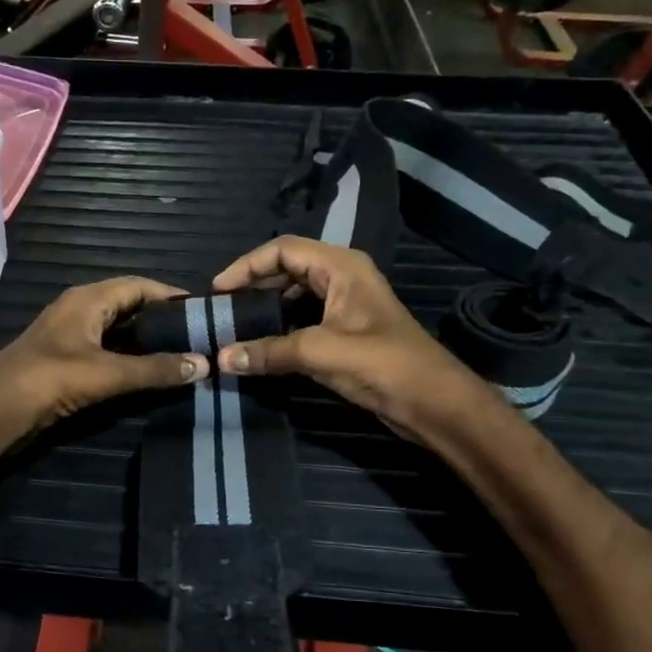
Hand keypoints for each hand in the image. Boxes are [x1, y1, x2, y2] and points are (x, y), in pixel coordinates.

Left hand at [0, 277, 207, 434]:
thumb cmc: (50, 379)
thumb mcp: (108, 373)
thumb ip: (156, 369)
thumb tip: (204, 364)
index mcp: (88, 299)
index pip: (139, 285)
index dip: (171, 295)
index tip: (203, 311)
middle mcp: (80, 308)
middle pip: (130, 305)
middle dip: (162, 319)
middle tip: (198, 335)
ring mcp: (71, 334)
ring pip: (118, 329)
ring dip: (146, 340)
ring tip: (181, 353)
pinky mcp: (66, 358)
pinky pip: (107, 348)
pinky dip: (129, 356)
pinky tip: (148, 372)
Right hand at [210, 237, 482, 440]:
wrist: (433, 402)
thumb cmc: (383, 364)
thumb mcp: (321, 352)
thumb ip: (269, 352)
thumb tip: (221, 357)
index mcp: (341, 267)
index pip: (283, 249)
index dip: (247, 265)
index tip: (219, 291)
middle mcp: (342, 278)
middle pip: (286, 270)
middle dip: (253, 287)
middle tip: (223, 311)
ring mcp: (344, 306)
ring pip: (294, 297)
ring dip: (265, 310)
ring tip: (235, 329)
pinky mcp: (345, 333)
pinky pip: (303, 320)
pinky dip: (280, 329)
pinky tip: (261, 347)